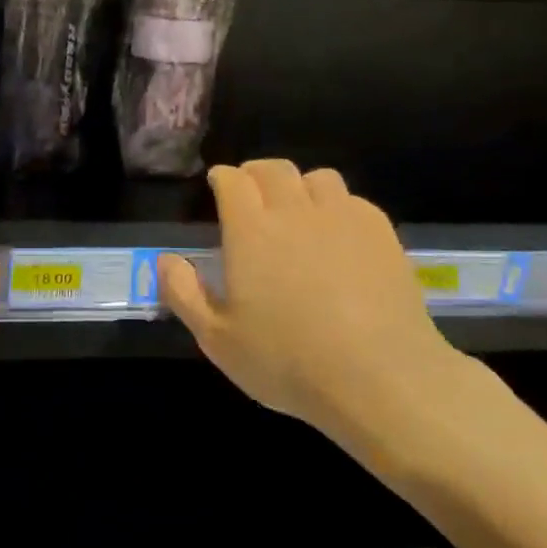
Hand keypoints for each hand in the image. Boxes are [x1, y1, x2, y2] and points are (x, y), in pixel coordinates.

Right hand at [158, 161, 464, 448]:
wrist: (381, 378)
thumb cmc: (288, 361)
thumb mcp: (217, 340)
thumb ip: (183, 294)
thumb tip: (165, 259)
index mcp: (251, 230)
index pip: (233, 180)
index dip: (223, 178)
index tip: (218, 185)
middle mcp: (295, 211)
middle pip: (274, 169)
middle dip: (256, 173)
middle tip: (251, 191)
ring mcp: (343, 218)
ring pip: (318, 178)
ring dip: (300, 186)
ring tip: (297, 210)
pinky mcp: (382, 234)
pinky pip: (354, 201)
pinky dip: (338, 207)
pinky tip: (338, 235)